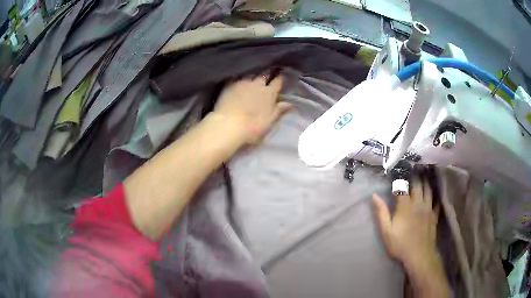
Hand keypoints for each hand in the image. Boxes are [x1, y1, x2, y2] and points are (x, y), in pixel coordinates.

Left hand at [213, 75, 291, 143]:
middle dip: (267, 73)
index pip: (277, 82)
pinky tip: (237, 79)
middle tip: (268, 73)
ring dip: (253, 75)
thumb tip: (291, 103)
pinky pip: (236, 77)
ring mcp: (243, 83)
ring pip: (250, 74)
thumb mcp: (269, 122)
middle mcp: (257, 85)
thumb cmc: (252, 127)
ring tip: (253, 76)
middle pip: (264, 75)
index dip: (280, 78)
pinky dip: (239, 78)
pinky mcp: (230, 85)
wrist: (229, 125)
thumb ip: (279, 111)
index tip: (281, 75)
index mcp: (269, 94)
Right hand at [372, 176, 439, 268]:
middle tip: (415, 166)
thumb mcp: (386, 231)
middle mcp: (418, 203)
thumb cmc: (400, 244)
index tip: (399, 170)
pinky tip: (435, 192)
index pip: (403, 187)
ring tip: (425, 173)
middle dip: (416, 175)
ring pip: (428, 190)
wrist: (419, 255)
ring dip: (426, 181)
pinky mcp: (434, 215)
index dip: (400, 178)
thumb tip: (374, 196)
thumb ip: (381, 213)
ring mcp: (428, 209)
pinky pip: (436, 201)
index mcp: (405, 206)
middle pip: (418, 185)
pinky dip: (436, 195)